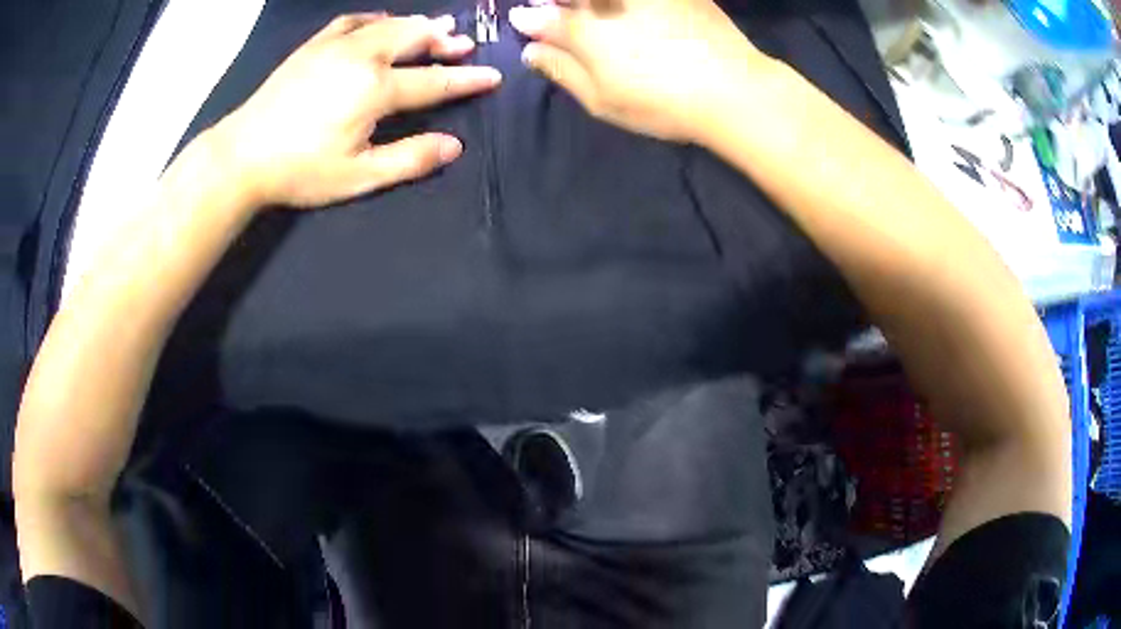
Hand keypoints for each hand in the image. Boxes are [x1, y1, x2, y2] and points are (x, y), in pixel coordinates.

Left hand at [209, 13, 501, 207]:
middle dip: (444, 40)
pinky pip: (352, 21)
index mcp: (375, 89)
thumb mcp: (358, 177)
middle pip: (414, 38)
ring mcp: (335, 46)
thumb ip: (409, 159)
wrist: (242, 156)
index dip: (466, 80)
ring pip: (388, 24)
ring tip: (437, 27)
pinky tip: (382, 22)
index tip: (494, 76)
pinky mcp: (313, 46)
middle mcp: (361, 57)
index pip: (434, 81)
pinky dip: (375, 19)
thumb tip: (454, 146)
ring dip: (417, 24)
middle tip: (464, 44)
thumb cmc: (300, 171)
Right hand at [508, 0, 768, 141]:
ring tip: (599, 21)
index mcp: (585, 28)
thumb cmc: (661, 100)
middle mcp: (610, 1)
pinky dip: (620, 4)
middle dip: (557, 5)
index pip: (541, 16)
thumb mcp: (601, 98)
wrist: (735, 89)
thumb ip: (561, 70)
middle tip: (562, 17)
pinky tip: (629, 15)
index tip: (526, 23)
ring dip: (590, 4)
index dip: (531, 19)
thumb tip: (531, 50)